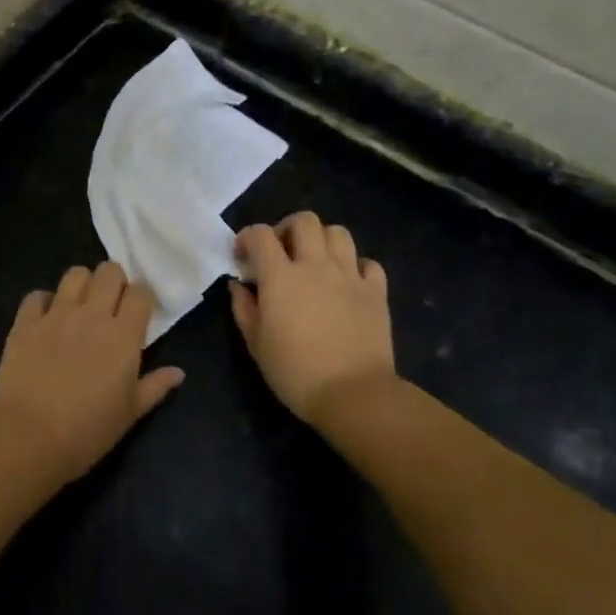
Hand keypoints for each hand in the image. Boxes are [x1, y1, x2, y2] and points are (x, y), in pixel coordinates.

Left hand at [0, 262, 185, 484]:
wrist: (28, 438)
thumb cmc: (87, 431)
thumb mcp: (130, 414)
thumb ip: (155, 387)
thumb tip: (178, 372)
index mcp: (123, 336)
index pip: (140, 293)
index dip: (141, 298)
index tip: (138, 313)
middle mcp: (92, 315)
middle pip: (109, 272)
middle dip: (114, 281)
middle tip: (110, 304)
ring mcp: (56, 315)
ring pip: (75, 274)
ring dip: (82, 284)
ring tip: (79, 305)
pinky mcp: (25, 323)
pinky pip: (37, 295)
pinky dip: (44, 302)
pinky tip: (45, 319)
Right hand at [230, 212, 396, 426]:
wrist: (352, 393)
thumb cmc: (294, 371)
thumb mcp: (256, 343)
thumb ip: (243, 308)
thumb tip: (239, 285)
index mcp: (280, 276)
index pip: (260, 234)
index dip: (247, 237)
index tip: (243, 257)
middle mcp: (315, 265)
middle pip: (304, 220)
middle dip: (287, 229)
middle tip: (281, 252)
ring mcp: (350, 275)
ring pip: (338, 233)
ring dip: (322, 240)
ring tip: (315, 262)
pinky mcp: (376, 291)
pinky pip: (368, 263)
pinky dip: (355, 266)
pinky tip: (346, 282)